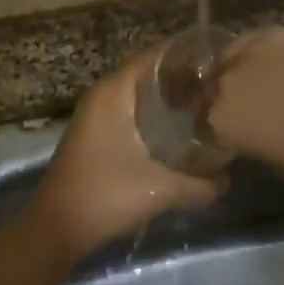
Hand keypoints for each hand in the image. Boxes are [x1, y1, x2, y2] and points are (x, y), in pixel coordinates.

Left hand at [32, 49, 225, 259]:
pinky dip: (155, 114)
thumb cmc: (105, 196)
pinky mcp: (96, 136)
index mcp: (113, 93)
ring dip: (168, 98)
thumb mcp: (159, 190)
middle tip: (218, 84)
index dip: (186, 55)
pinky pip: (131, 112)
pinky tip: (179, 130)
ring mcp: (96, 116)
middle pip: (148, 74)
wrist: (55, 229)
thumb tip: (228, 180)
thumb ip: (200, 184)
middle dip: (182, 77)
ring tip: (205, 104)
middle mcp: (103, 96)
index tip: (218, 58)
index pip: (154, 56)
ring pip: (139, 95)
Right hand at [208, 27, 283, 181]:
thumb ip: (254, 149)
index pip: (200, 126)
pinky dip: (251, 54)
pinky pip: (248, 43)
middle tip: (236, 110)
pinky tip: (267, 62)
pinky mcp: (272, 33)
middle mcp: (224, 84)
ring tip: (247, 81)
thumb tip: (249, 141)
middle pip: (207, 90)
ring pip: (223, 61)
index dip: (210, 132)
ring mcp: (246, 52)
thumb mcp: (282, 166)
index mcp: (221, 122)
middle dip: (215, 100)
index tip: (224, 138)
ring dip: (229, 72)